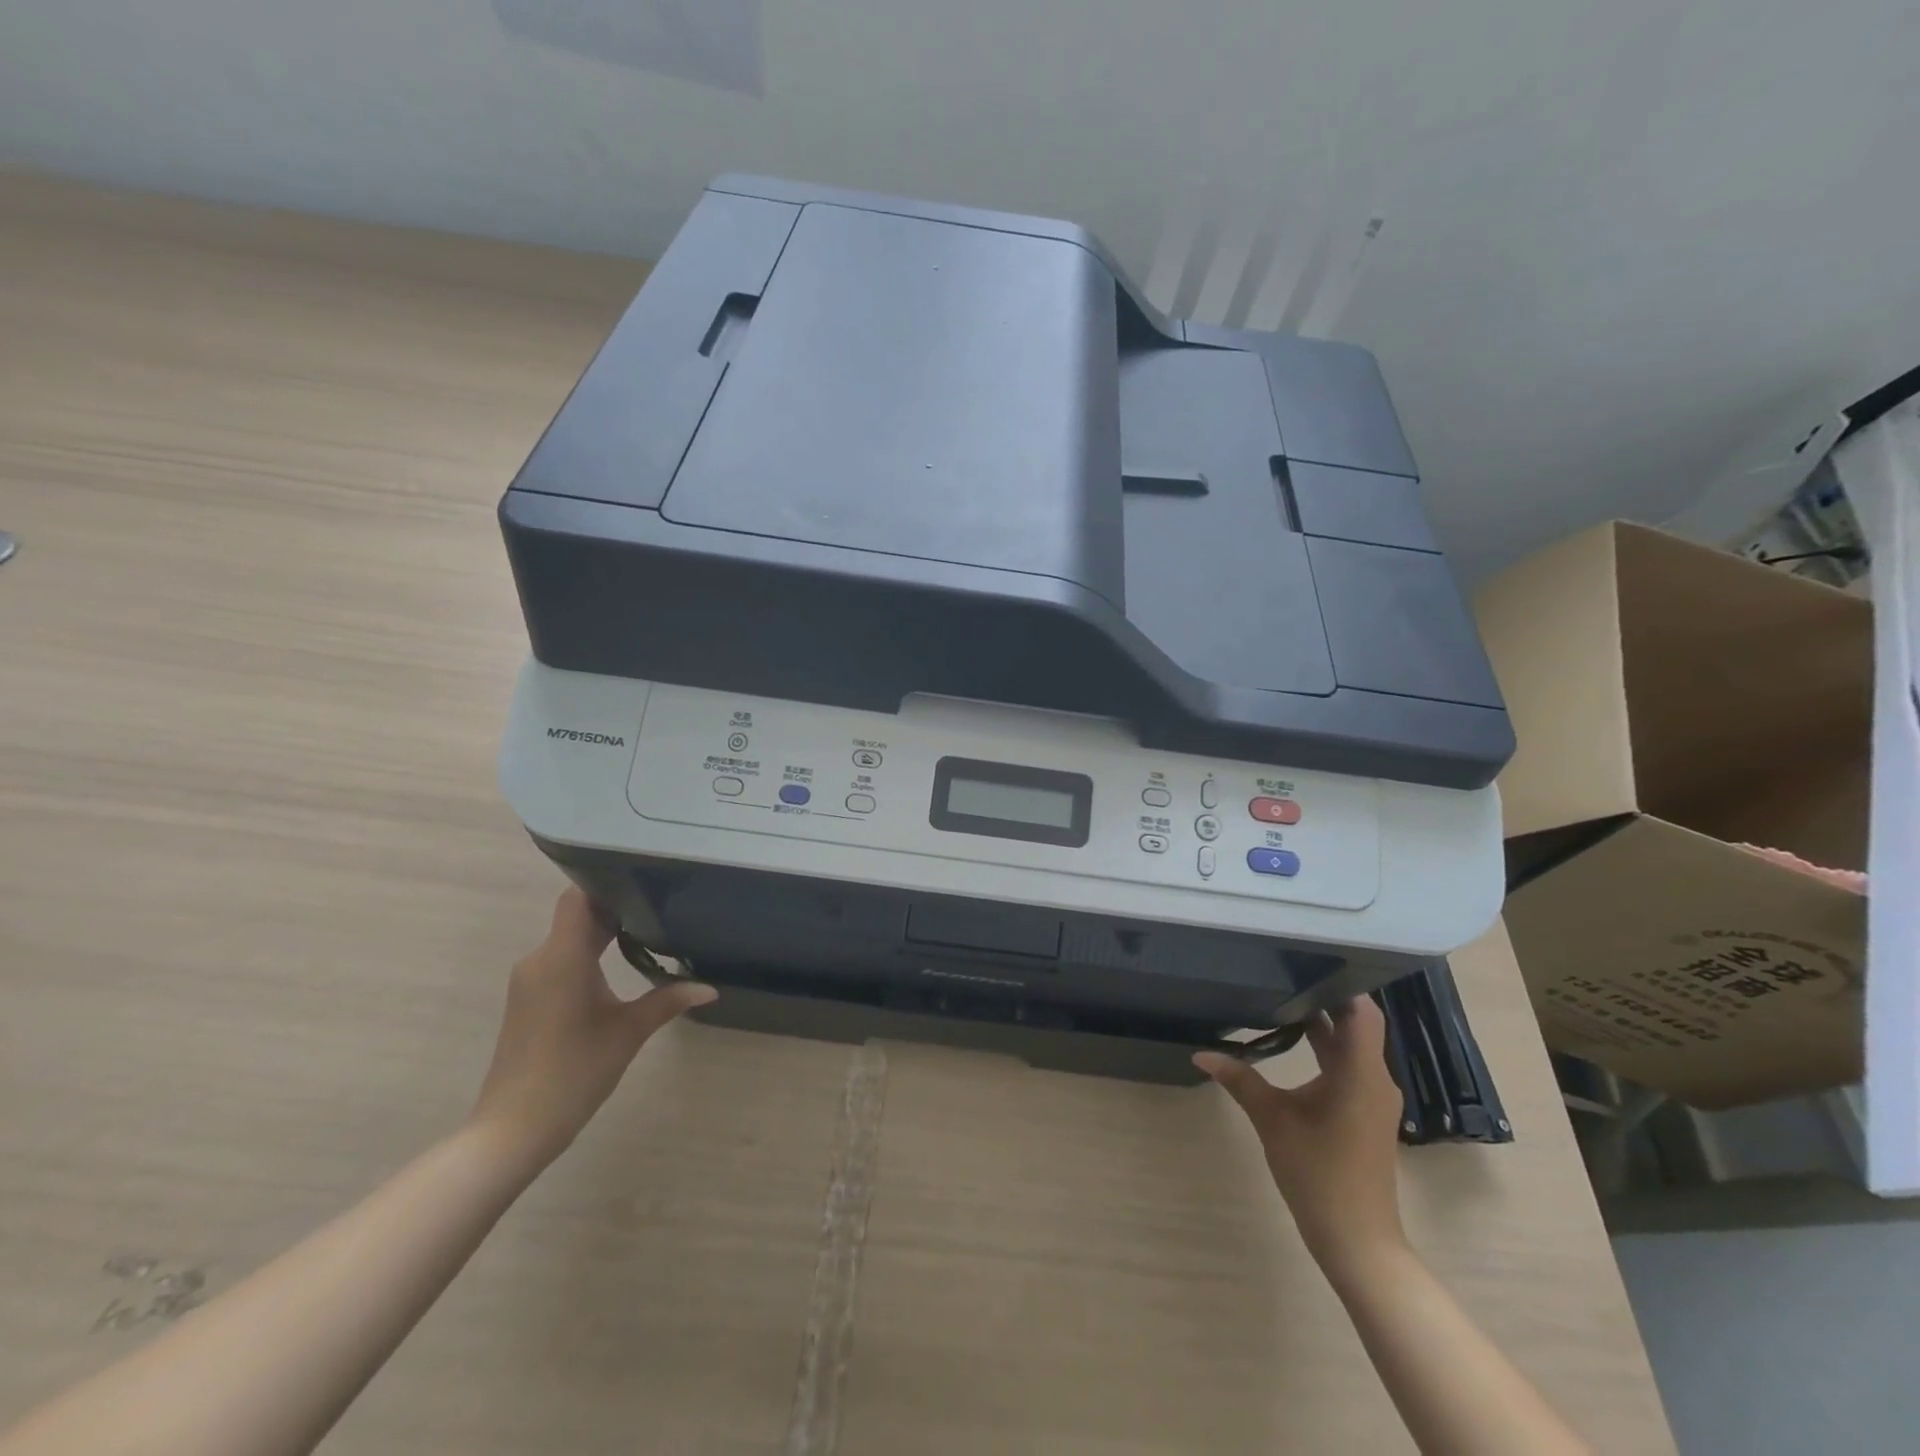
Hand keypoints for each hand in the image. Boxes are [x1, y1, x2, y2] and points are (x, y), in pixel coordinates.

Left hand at [470, 888, 714, 1168]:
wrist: (514, 1128)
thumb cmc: (574, 1072)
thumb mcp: (629, 1032)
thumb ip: (669, 1000)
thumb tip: (710, 989)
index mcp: (563, 957)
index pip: (578, 897)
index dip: (607, 882)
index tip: (644, 880)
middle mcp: (541, 959)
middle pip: (576, 916)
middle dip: (615, 909)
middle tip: (660, 903)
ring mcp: (530, 980)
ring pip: (568, 938)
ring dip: (601, 933)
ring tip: (646, 930)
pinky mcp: (528, 999)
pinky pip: (560, 960)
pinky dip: (587, 955)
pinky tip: (615, 966)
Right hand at [1195, 997, 1406, 1277]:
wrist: (1356, 1239)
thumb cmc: (1317, 1173)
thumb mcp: (1272, 1120)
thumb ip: (1239, 1079)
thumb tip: (1201, 1052)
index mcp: (1360, 1072)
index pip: (1361, 1011)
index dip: (1340, 984)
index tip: (1307, 961)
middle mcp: (1374, 1078)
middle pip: (1356, 1024)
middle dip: (1324, 998)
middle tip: (1284, 972)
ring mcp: (1374, 1097)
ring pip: (1353, 1045)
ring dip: (1325, 1024)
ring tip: (1284, 998)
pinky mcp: (1367, 1112)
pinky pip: (1351, 1066)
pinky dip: (1327, 1049)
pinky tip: (1296, 1042)